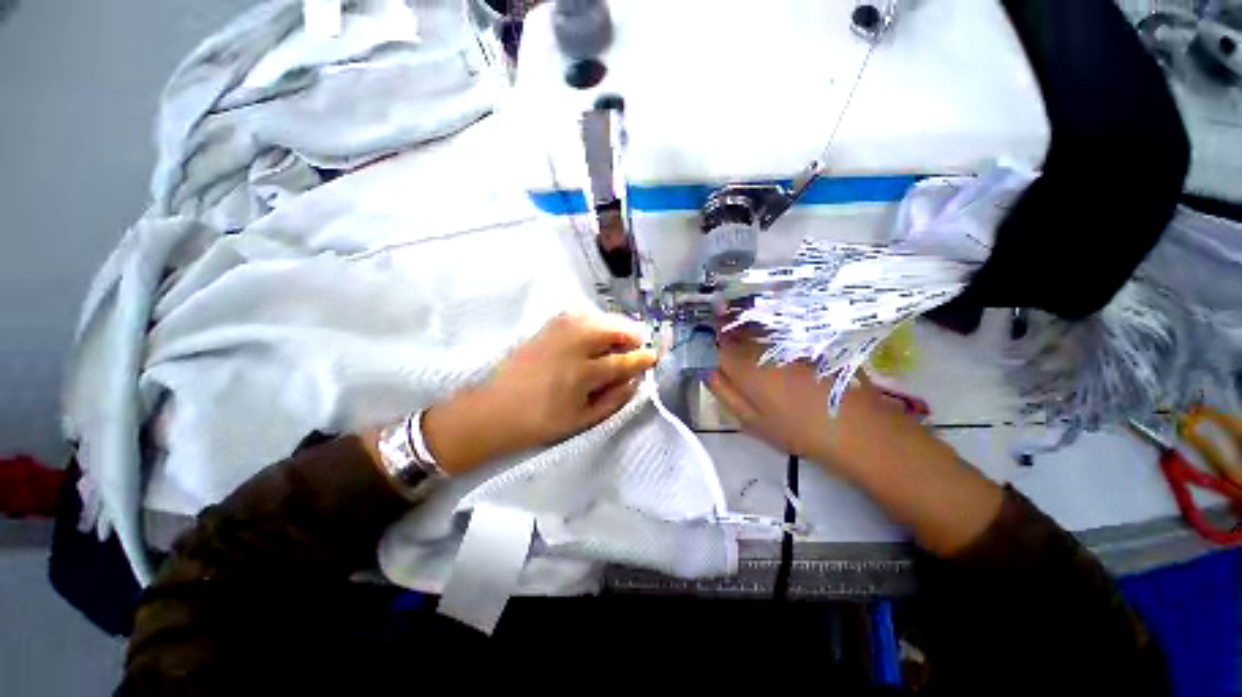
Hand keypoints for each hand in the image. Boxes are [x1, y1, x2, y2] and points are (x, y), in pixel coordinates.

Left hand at [420, 312, 656, 473]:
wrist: (494, 409)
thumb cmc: (541, 421)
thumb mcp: (583, 419)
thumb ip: (615, 398)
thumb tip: (635, 379)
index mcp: (583, 372)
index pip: (624, 359)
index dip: (643, 358)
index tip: (654, 356)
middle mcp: (573, 343)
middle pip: (614, 328)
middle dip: (632, 335)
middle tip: (636, 348)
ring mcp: (559, 330)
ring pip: (599, 317)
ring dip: (615, 326)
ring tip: (619, 341)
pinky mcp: (548, 325)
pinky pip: (581, 315)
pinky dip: (596, 321)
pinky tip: (596, 334)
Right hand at [706, 331, 879, 466]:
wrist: (857, 425)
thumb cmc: (798, 429)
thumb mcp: (752, 420)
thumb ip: (725, 393)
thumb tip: (707, 372)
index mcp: (744, 367)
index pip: (714, 349)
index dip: (708, 350)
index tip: (708, 357)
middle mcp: (762, 347)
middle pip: (734, 334)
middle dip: (725, 338)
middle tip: (726, 351)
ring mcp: (786, 339)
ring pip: (755, 329)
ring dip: (745, 333)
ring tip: (748, 349)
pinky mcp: (806, 338)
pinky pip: (777, 328)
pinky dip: (768, 332)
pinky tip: (775, 347)